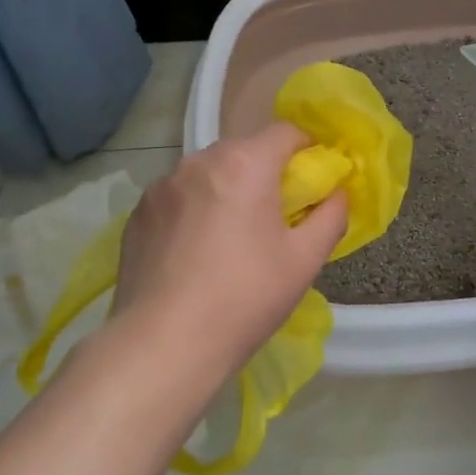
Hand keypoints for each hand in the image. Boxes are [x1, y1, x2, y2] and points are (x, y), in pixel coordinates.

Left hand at [111, 123, 348, 378]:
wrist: (164, 344)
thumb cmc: (245, 298)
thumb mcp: (305, 260)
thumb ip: (331, 215)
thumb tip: (338, 193)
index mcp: (244, 164)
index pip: (286, 131)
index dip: (307, 150)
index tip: (314, 183)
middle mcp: (199, 162)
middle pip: (244, 150)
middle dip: (265, 172)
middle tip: (276, 216)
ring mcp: (162, 186)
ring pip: (208, 173)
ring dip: (226, 190)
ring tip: (231, 238)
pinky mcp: (137, 213)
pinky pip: (178, 197)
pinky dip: (194, 210)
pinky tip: (195, 252)